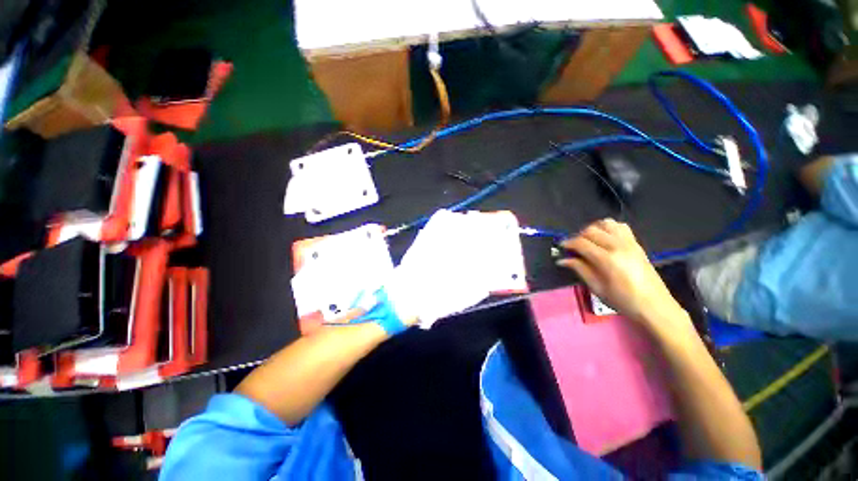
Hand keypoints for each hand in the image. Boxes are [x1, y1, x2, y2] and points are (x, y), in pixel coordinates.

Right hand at [557, 219, 685, 326]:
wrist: (655, 306)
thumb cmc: (623, 301)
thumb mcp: (597, 288)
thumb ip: (580, 269)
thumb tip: (562, 260)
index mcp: (607, 259)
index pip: (581, 243)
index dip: (568, 243)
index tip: (561, 247)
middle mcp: (618, 246)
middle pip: (591, 230)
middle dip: (578, 236)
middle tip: (574, 248)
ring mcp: (630, 243)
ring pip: (606, 223)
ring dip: (593, 229)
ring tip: (589, 241)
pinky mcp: (637, 243)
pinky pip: (620, 226)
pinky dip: (609, 228)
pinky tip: (605, 239)